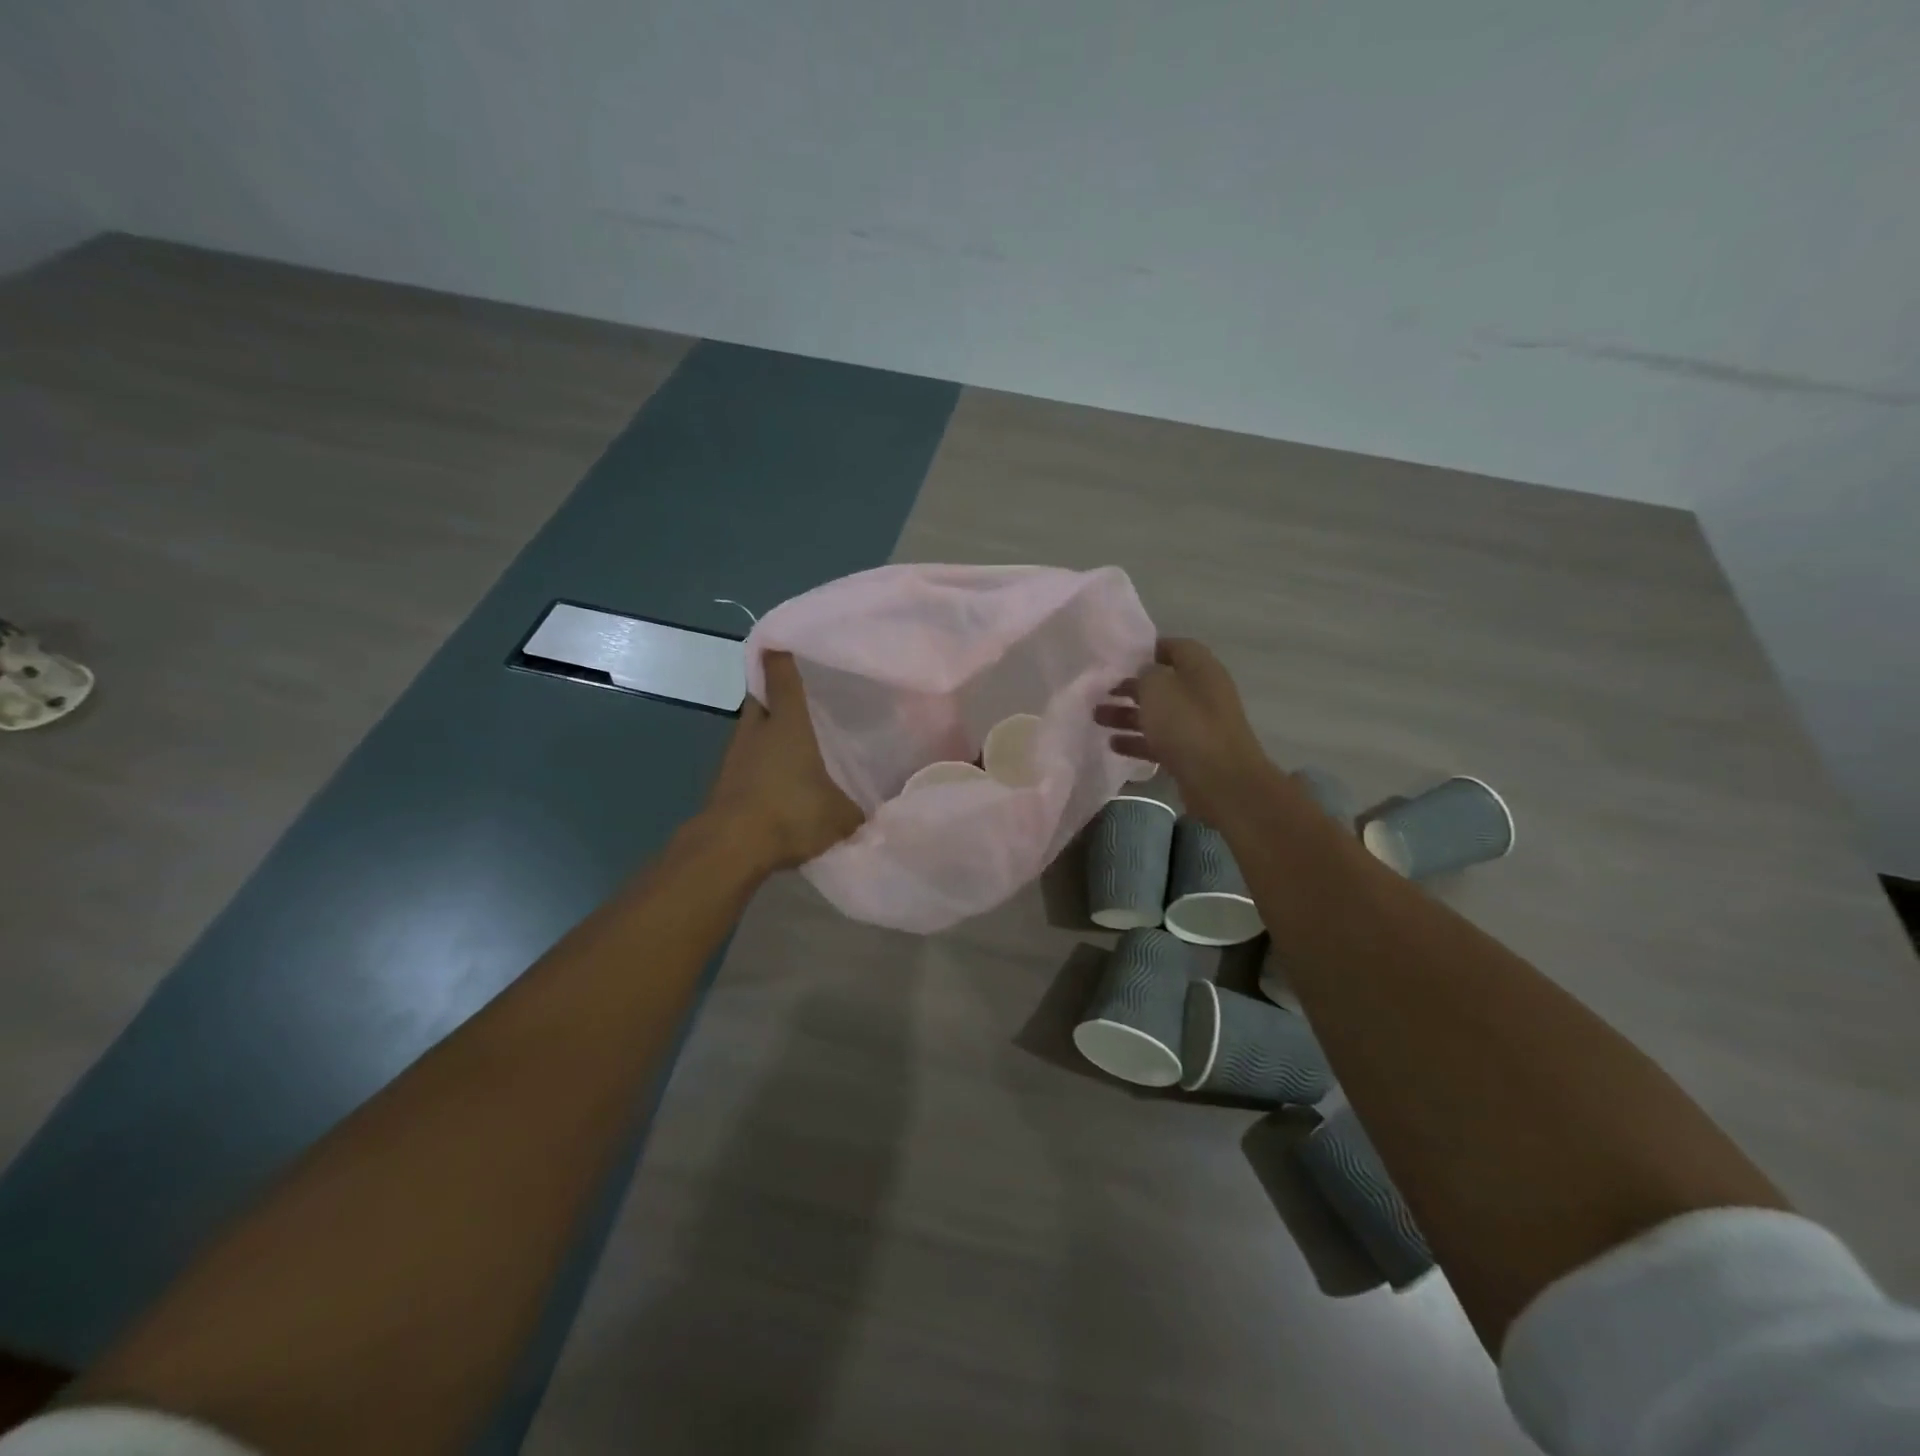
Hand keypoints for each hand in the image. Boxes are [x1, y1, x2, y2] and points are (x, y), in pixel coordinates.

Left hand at [705, 651, 864, 870]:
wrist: (732, 846)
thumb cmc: (791, 813)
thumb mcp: (841, 816)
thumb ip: (858, 809)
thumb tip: (871, 812)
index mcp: (788, 724)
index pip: (782, 676)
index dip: (782, 655)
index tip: (784, 641)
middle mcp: (757, 731)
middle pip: (761, 698)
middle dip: (774, 692)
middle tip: (799, 695)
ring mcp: (735, 756)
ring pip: (752, 730)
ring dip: (767, 731)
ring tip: (794, 740)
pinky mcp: (725, 782)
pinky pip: (747, 760)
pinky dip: (760, 762)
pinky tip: (779, 778)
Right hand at [1094, 638, 1275, 827]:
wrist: (1221, 781)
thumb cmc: (1187, 725)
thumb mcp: (1158, 688)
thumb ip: (1146, 673)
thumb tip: (1144, 673)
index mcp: (1201, 669)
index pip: (1174, 647)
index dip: (1146, 650)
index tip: (1117, 659)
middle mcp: (1202, 693)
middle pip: (1163, 684)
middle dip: (1130, 687)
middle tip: (1100, 692)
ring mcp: (1198, 725)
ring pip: (1158, 714)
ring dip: (1127, 714)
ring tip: (1097, 717)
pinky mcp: (1191, 753)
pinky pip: (1159, 741)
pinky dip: (1137, 741)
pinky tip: (1112, 745)